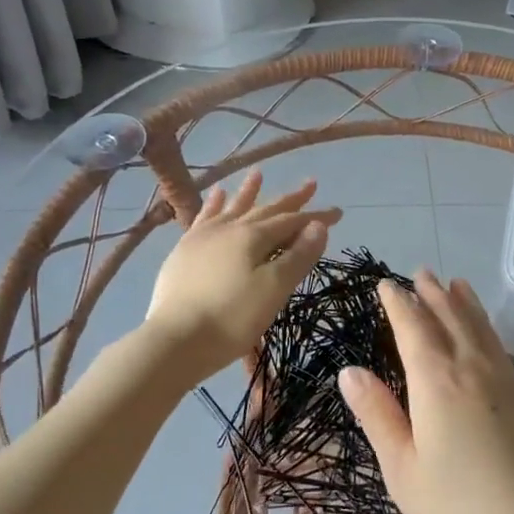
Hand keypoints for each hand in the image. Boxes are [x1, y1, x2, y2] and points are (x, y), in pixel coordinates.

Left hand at [145, 170, 340, 376]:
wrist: (175, 340)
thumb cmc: (232, 318)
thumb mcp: (274, 289)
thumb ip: (298, 256)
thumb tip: (318, 226)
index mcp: (253, 237)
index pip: (292, 221)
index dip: (316, 217)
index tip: (338, 212)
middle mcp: (229, 228)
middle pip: (266, 210)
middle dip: (290, 199)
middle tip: (311, 184)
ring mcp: (203, 237)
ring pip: (232, 208)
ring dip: (248, 192)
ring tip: (257, 174)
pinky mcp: (184, 251)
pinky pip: (203, 218)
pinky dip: (213, 205)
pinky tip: (216, 196)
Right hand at [339, 270, 513, 513]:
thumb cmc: (460, 509)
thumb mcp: (403, 470)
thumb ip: (378, 415)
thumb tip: (350, 371)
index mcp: (436, 382)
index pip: (413, 328)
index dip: (398, 303)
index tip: (387, 284)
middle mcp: (472, 368)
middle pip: (449, 318)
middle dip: (431, 294)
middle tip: (420, 273)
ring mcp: (505, 380)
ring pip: (479, 327)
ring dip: (463, 302)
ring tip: (454, 283)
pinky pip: (499, 345)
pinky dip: (486, 325)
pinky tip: (485, 330)